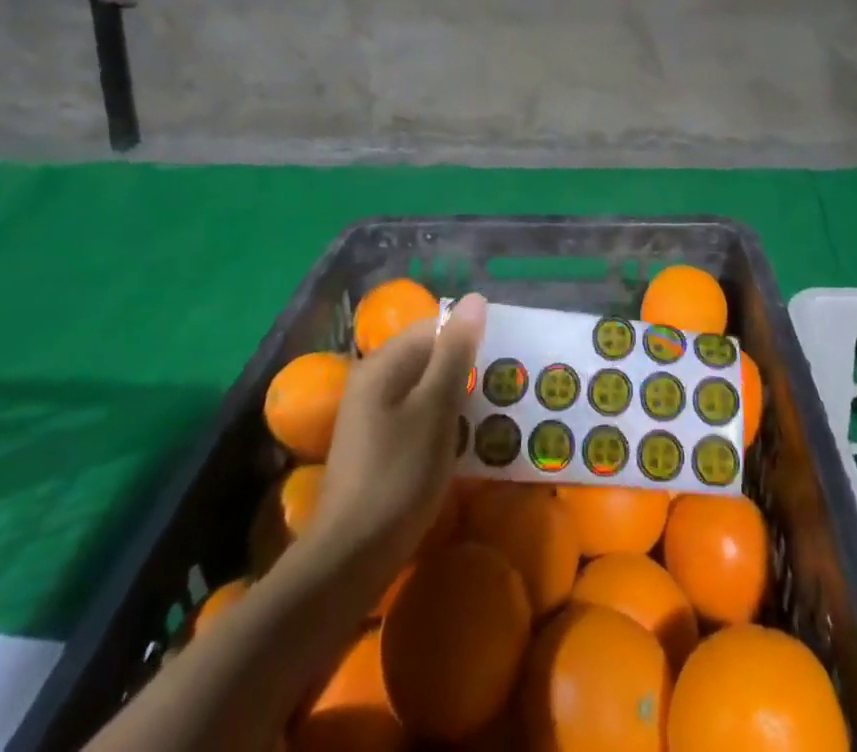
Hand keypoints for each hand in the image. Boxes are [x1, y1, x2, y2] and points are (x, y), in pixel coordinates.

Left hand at [307, 293, 487, 579]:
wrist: (351, 559)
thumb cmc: (399, 476)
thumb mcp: (436, 408)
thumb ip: (455, 352)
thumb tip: (473, 299)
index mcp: (383, 364)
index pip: (434, 327)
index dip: (470, 338)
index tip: (504, 359)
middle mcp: (373, 381)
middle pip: (429, 356)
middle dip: (467, 368)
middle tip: (506, 387)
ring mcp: (372, 416)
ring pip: (426, 389)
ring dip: (459, 397)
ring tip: (495, 413)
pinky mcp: (378, 446)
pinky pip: (418, 416)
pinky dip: (444, 421)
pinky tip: (466, 442)